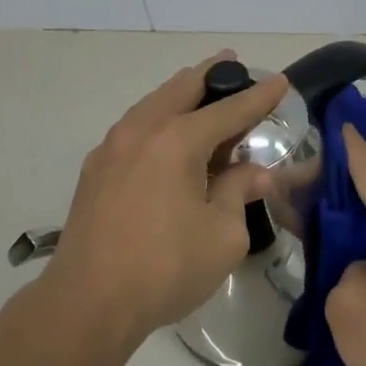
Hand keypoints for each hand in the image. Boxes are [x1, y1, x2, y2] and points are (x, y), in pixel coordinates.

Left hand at [46, 52, 286, 345]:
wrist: (87, 303)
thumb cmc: (165, 267)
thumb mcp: (222, 234)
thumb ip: (239, 193)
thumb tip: (254, 172)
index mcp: (177, 140)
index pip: (229, 109)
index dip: (258, 96)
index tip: (279, 81)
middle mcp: (143, 130)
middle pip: (182, 87)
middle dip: (212, 73)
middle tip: (232, 62)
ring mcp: (112, 147)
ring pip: (152, 103)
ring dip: (180, 93)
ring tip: (200, 91)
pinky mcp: (95, 170)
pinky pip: (134, 126)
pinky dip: (157, 118)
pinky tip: (165, 134)